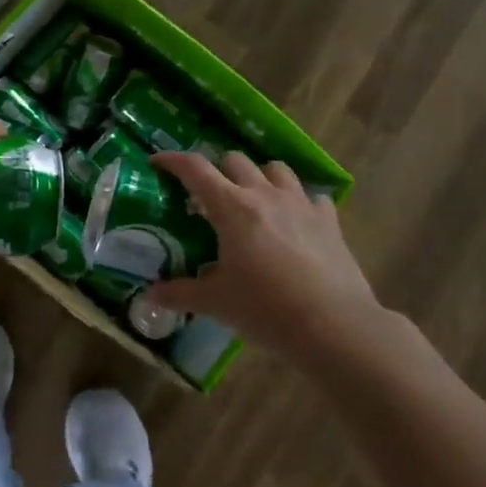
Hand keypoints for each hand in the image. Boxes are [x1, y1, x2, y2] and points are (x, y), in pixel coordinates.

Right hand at [149, 152, 382, 364]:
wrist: (334, 326)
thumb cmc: (266, 309)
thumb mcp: (216, 302)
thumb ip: (180, 293)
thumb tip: (150, 295)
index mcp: (231, 207)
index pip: (195, 168)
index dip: (172, 160)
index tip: (158, 162)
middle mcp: (264, 194)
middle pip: (234, 160)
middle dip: (217, 171)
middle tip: (209, 198)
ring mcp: (300, 203)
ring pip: (275, 169)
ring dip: (259, 177)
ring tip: (254, 201)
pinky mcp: (329, 220)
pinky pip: (312, 196)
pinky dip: (299, 202)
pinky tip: (296, 222)